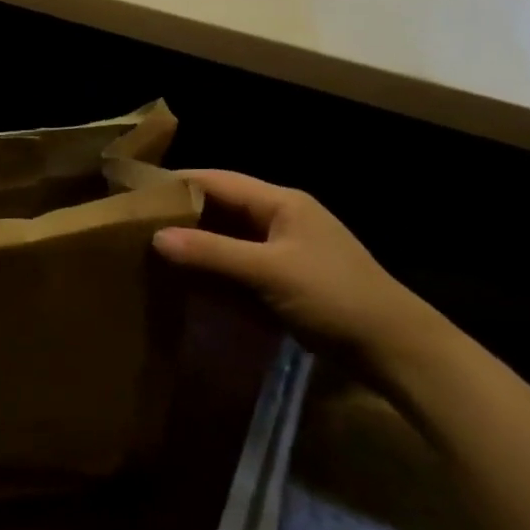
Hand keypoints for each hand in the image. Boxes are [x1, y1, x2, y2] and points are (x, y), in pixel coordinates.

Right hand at [152, 170, 447, 363]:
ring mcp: (281, 249)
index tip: (136, 191)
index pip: (218, 181)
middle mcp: (279, 218)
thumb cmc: (334, 296)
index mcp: (280, 202)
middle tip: (135, 224)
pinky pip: (236, 265)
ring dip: (194, 243)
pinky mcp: (282, 279)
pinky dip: (211, 268)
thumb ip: (212, 253)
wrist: (394, 348)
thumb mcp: (269, 271)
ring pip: (226, 237)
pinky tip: (183, 279)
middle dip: (181, 214)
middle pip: (220, 207)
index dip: (178, 182)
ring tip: (149, 249)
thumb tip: (157, 237)